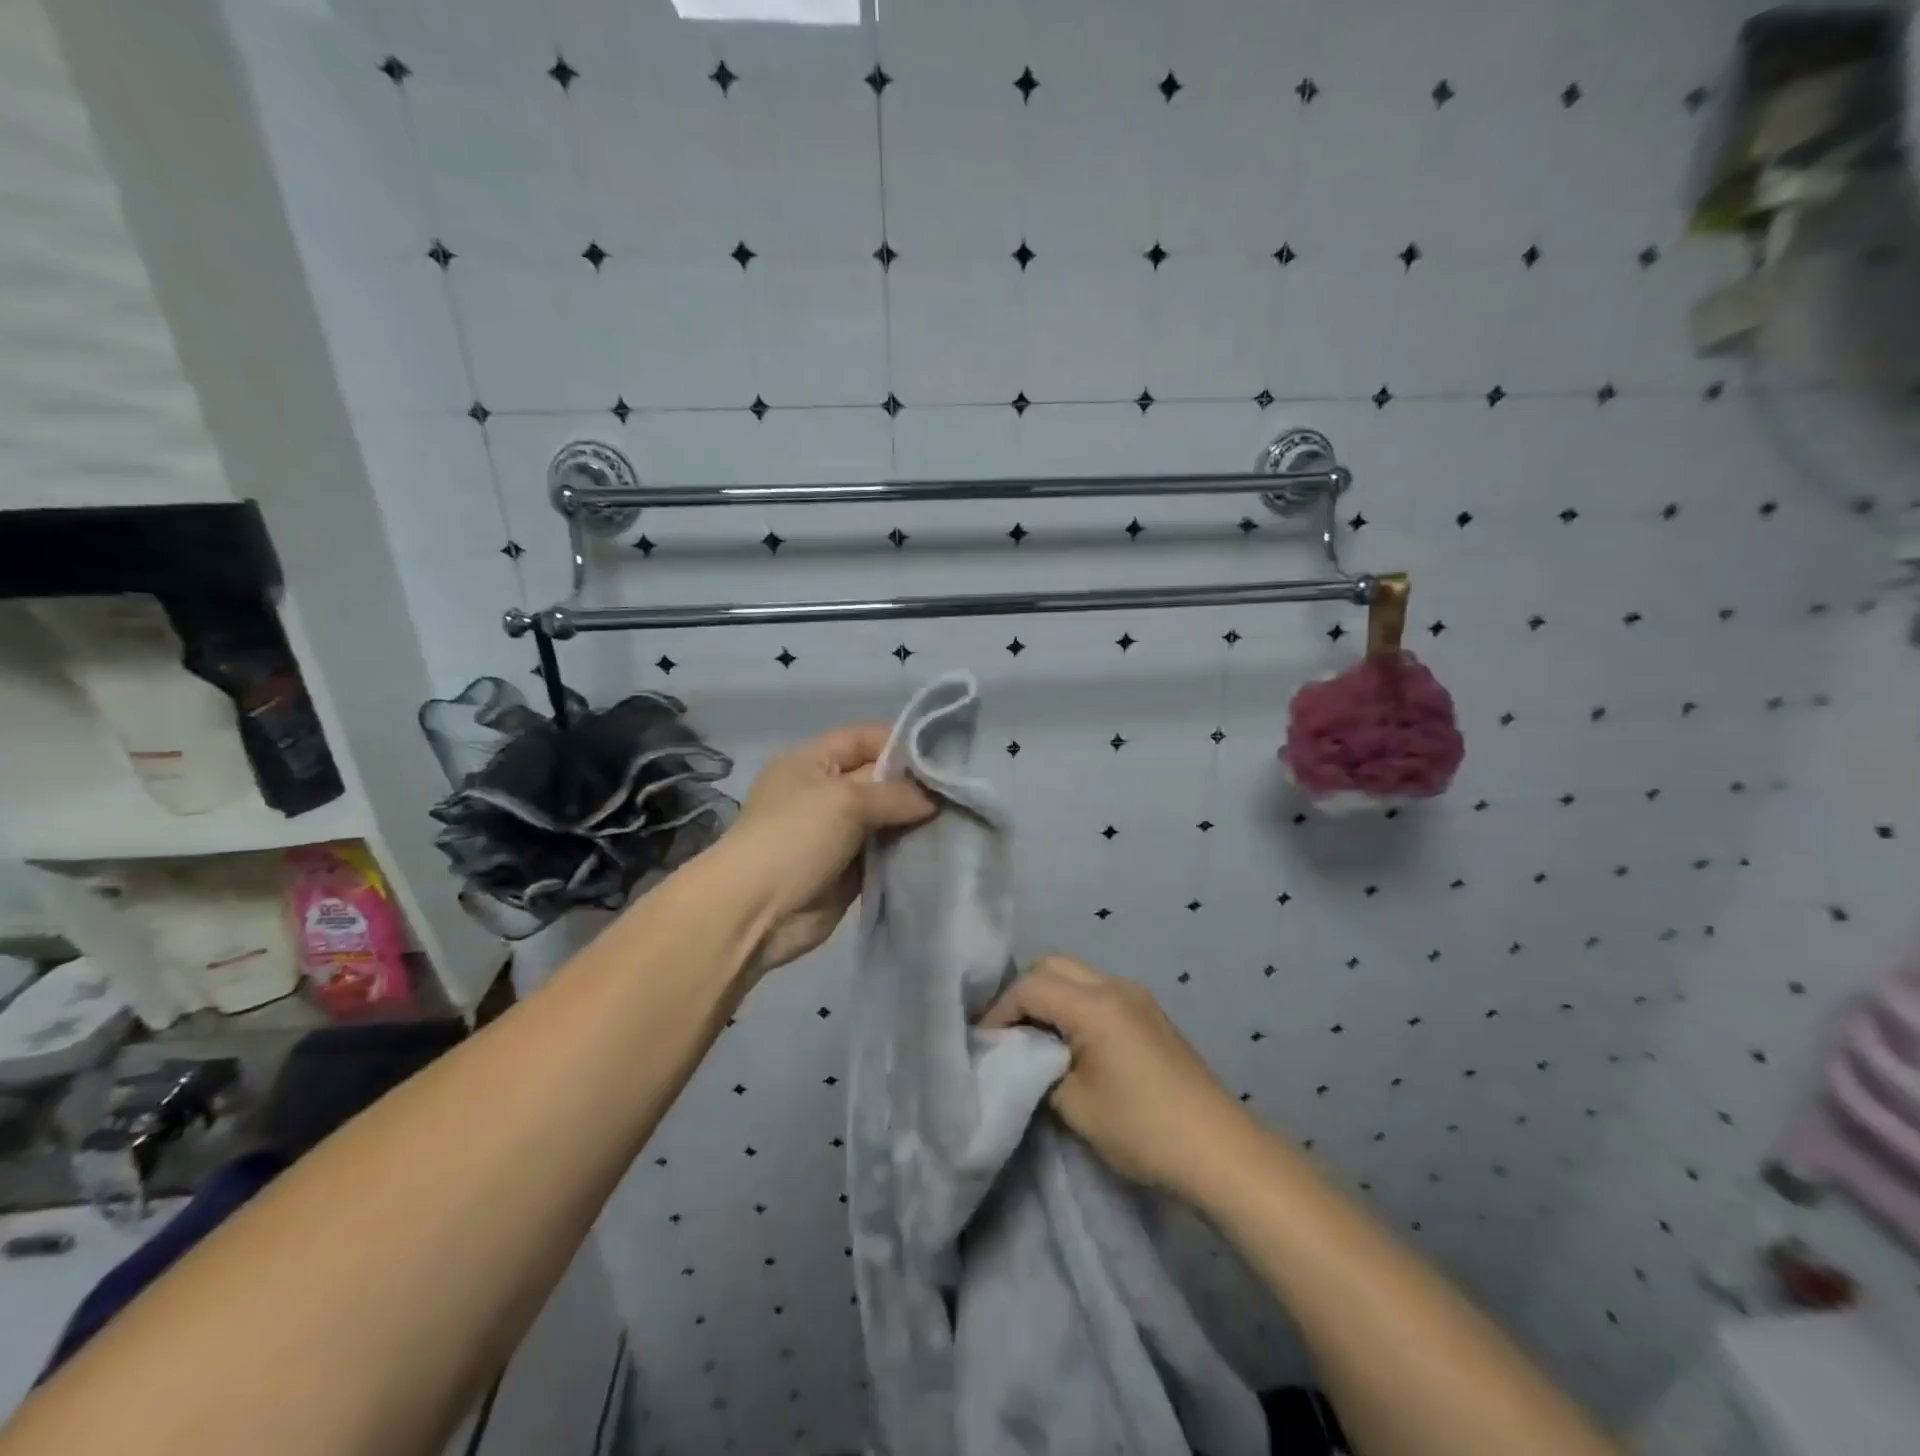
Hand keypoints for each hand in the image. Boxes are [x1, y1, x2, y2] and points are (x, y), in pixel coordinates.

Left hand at [717, 724, 934, 975]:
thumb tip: (933, 800)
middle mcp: (824, 793)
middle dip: (914, 786)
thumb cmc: (794, 838)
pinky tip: (939, 849)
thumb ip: (895, 794)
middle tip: (959, 792)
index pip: (862, 738)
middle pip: (878, 779)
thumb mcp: (845, 801)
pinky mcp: (847, 870)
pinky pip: (884, 853)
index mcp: (811, 762)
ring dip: (913, 821)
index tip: (944, 756)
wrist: (756, 912)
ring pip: (884, 819)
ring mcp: (835, 833)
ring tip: (957, 820)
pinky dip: (905, 851)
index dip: (900, 742)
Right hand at [980, 955, 1246, 1195]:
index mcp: (1095, 1004)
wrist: (1220, 1150)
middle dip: (1022, 992)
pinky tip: (1069, 1040)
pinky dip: (1074, 1003)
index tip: (983, 1042)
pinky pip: (1098, 990)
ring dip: (1050, 995)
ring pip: (1077, 974)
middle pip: (1053, 965)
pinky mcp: (1149, 1013)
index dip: (999, 1010)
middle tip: (1005, 1033)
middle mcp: (1115, 986)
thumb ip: (1037, 1069)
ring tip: (1032, 1037)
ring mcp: (1137, 996)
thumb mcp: (1074, 1105)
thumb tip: (1020, 1054)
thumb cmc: (1142, 1128)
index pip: (1030, 985)